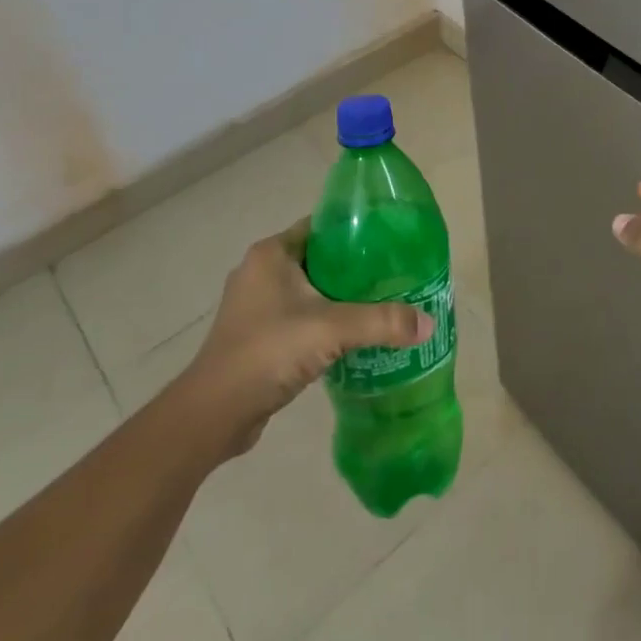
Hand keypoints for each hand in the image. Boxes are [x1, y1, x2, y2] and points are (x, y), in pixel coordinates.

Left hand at [179, 219, 433, 454]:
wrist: (213, 415)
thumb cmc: (268, 351)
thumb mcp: (331, 329)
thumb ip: (381, 321)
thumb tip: (427, 323)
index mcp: (272, 253)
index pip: (322, 226)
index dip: (356, 230)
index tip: (391, 240)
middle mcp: (261, 272)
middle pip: (319, 258)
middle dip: (355, 267)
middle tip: (394, 274)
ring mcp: (255, 306)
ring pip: (310, 290)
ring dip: (341, 297)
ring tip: (382, 304)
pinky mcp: (256, 336)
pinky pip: (300, 317)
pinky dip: (325, 322)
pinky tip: (354, 336)